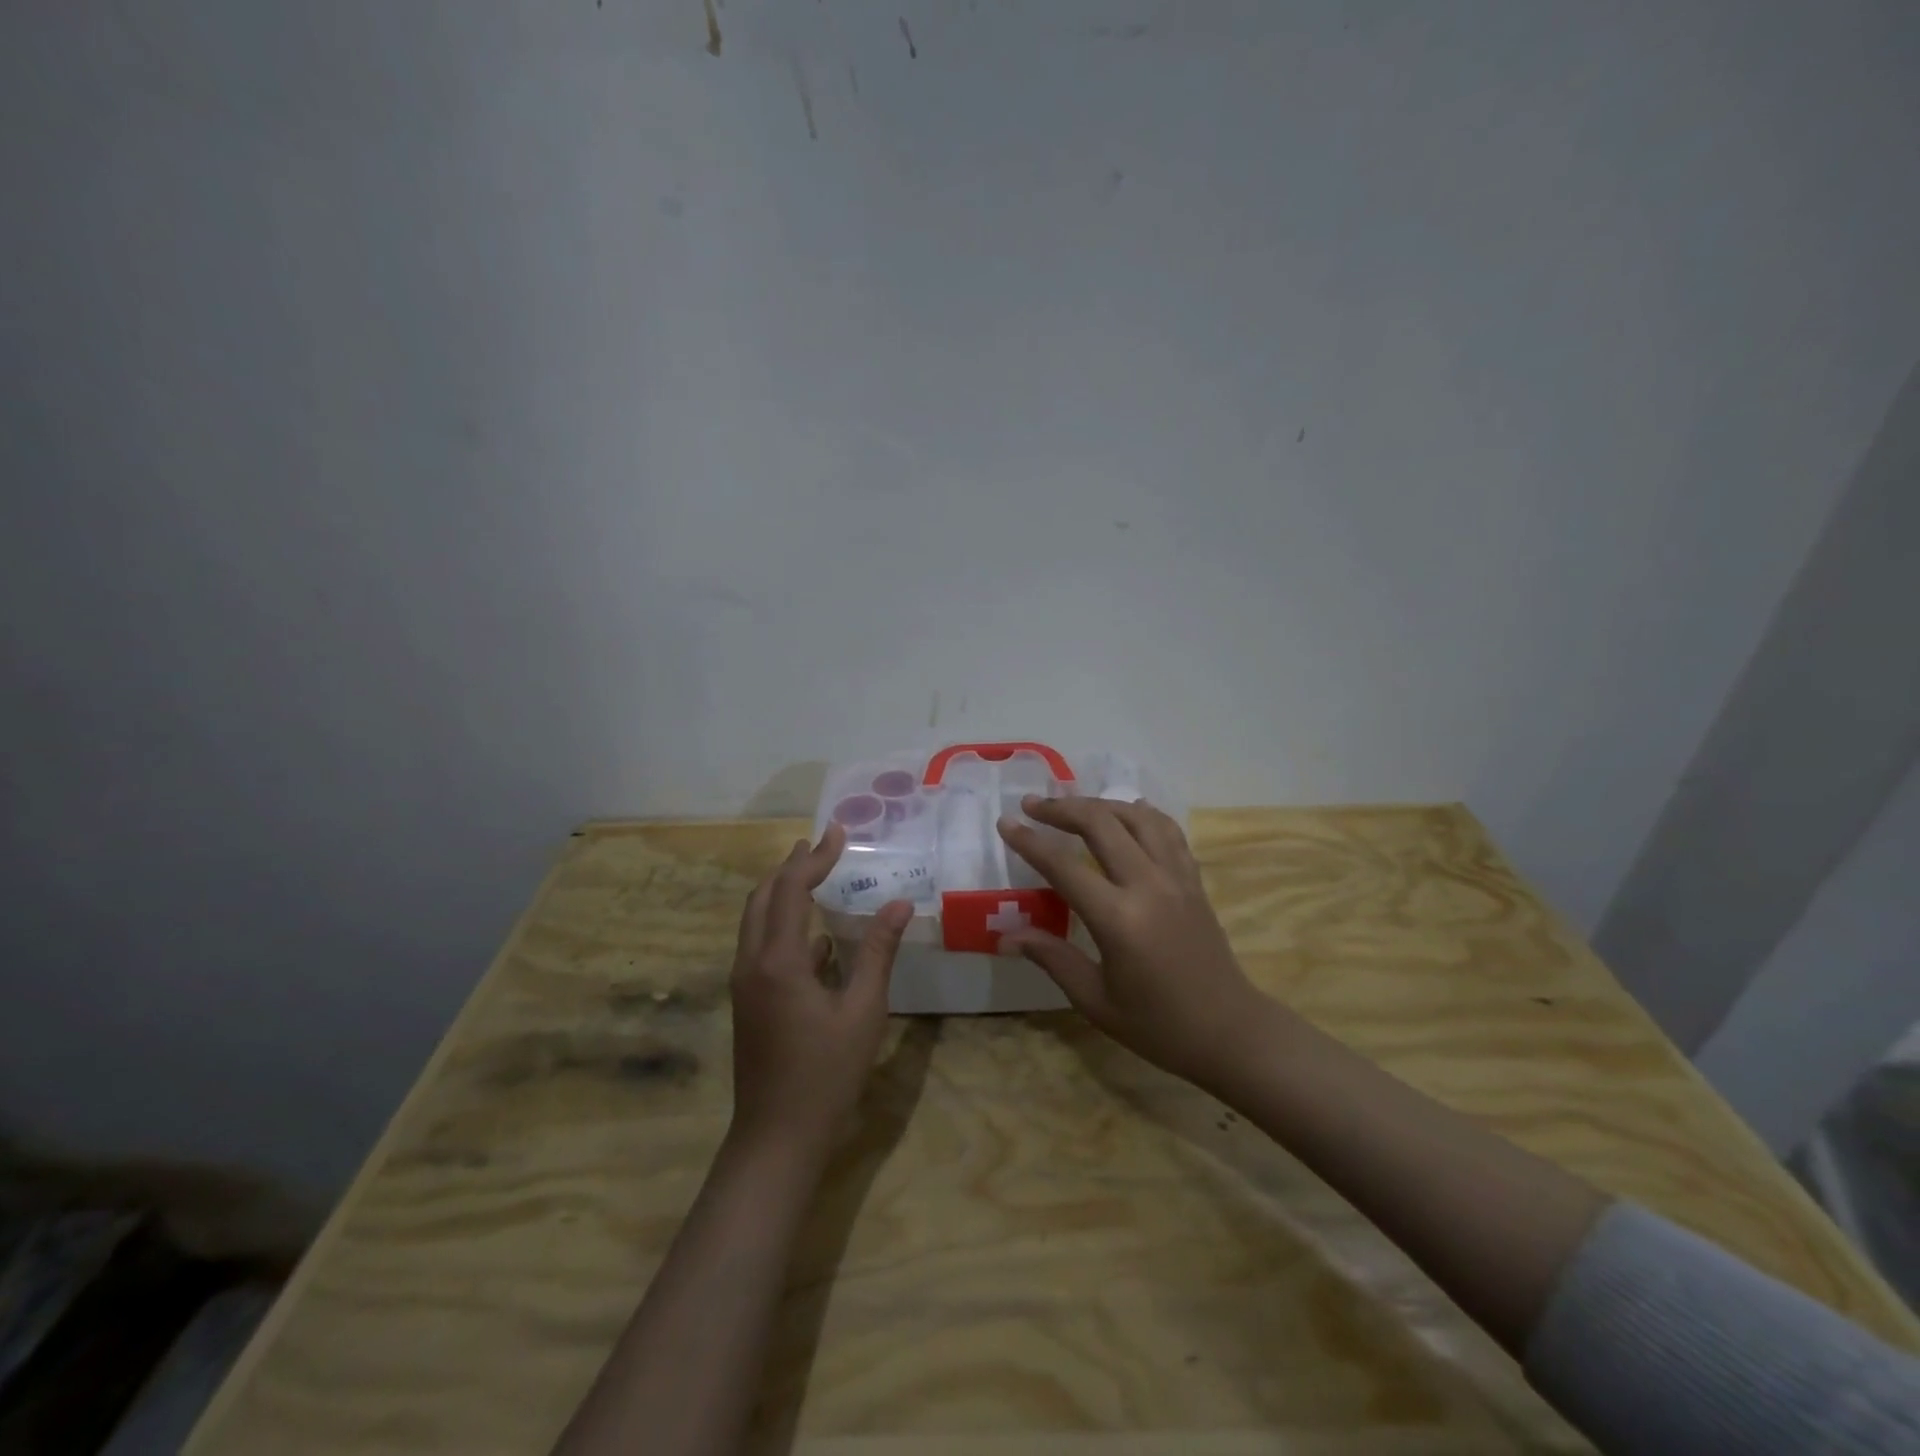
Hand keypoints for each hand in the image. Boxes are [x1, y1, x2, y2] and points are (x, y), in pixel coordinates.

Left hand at [728, 824, 912, 1158]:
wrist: (776, 1137)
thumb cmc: (826, 1074)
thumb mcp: (863, 1011)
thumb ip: (877, 952)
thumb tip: (900, 904)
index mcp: (777, 960)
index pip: (791, 889)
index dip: (815, 857)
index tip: (838, 832)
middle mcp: (751, 962)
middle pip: (762, 896)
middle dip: (790, 867)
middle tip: (820, 845)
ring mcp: (744, 983)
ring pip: (756, 920)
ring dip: (782, 892)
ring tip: (814, 875)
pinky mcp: (748, 1000)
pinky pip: (761, 946)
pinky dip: (783, 925)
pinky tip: (816, 937)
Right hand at [996, 796, 1268, 1091]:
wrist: (1228, 1031)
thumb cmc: (1157, 1025)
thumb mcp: (1095, 999)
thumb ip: (1052, 957)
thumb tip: (1006, 936)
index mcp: (1119, 919)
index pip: (1063, 866)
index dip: (1030, 842)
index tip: (1005, 823)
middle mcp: (1148, 885)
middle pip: (1101, 824)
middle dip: (1061, 808)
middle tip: (1031, 804)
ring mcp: (1176, 877)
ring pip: (1137, 817)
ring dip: (1100, 804)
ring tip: (1072, 805)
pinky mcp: (1194, 879)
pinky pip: (1167, 830)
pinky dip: (1142, 813)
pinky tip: (1127, 810)